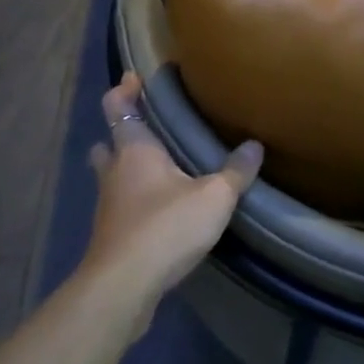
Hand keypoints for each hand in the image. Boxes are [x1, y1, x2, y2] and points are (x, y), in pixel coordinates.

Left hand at [82, 73, 261, 329]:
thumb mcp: (213, 197)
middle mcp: (115, 172)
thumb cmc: (165, 227)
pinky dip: (133, 200)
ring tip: (156, 168)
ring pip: (110, 176)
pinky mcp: (111, 236)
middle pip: (108, 142)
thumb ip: (235, 172)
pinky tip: (158, 209)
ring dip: (125, 169)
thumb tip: (255, 145)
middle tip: (147, 127)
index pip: (118, 107)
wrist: (123, 286)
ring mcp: (108, 206)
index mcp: (134, 150)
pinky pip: (120, 206)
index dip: (123, 90)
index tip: (134, 77)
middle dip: (121, 132)